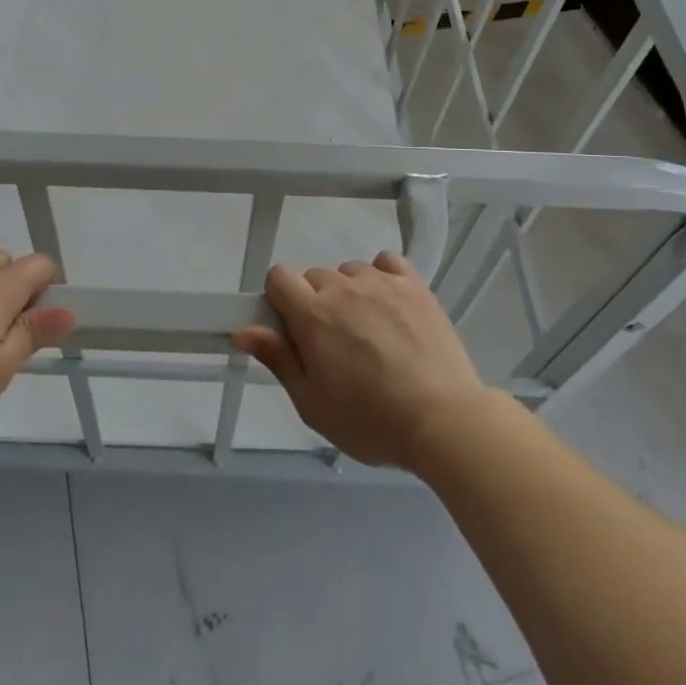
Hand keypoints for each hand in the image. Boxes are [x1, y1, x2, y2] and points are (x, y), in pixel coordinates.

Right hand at [232, 250, 489, 471]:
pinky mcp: (414, 285)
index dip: (279, 299)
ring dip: (350, 293)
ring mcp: (382, 282)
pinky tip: (391, 306)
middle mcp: (343, 287)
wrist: (443, 420)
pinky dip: (383, 277)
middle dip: (316, 303)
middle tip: (334, 344)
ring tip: (370, 332)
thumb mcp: (312, 403)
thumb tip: (242, 330)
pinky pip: (387, 263)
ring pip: (350, 272)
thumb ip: (278, 359)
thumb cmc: (370, 421)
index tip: (292, 329)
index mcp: (312, 314)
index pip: (278, 276)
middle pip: (315, 277)